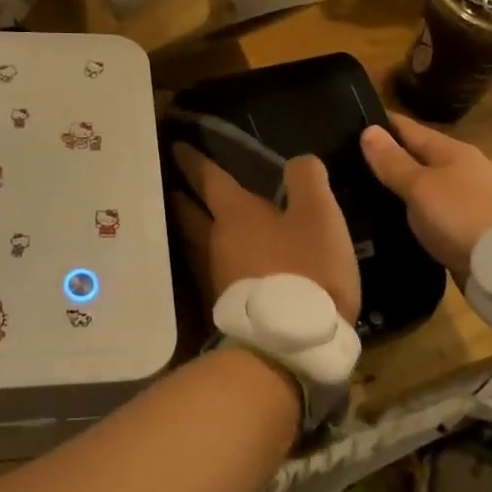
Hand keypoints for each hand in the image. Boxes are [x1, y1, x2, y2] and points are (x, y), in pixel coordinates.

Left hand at [171, 145, 360, 324]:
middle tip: (172, 184)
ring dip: (192, 228)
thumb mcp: (319, 215)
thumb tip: (297, 162)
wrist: (289, 344)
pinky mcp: (223, 306)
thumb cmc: (305, 268)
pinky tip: (219, 262)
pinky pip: (210, 270)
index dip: (194, 160)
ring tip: (192, 219)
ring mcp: (215, 277)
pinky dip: (210, 258)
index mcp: (234, 214)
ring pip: (196, 243)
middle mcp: (214, 242)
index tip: (176, 147)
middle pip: (190, 213)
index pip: (208, 178)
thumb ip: (307, 180)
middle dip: (182, 196)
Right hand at [360, 112, 491, 279]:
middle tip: (347, 164)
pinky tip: (393, 220)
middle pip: (417, 157)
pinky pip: (431, 212)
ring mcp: (467, 199)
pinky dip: (412, 212)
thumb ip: (393, 162)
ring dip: (399, 187)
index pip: (408, 128)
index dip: (380, 125)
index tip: (349, 125)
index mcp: (451, 150)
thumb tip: (368, 130)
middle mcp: (461, 169)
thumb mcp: (421, 186)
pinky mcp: (467, 227)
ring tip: (362, 193)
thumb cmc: (462, 215)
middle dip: (387, 158)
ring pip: (424, 186)